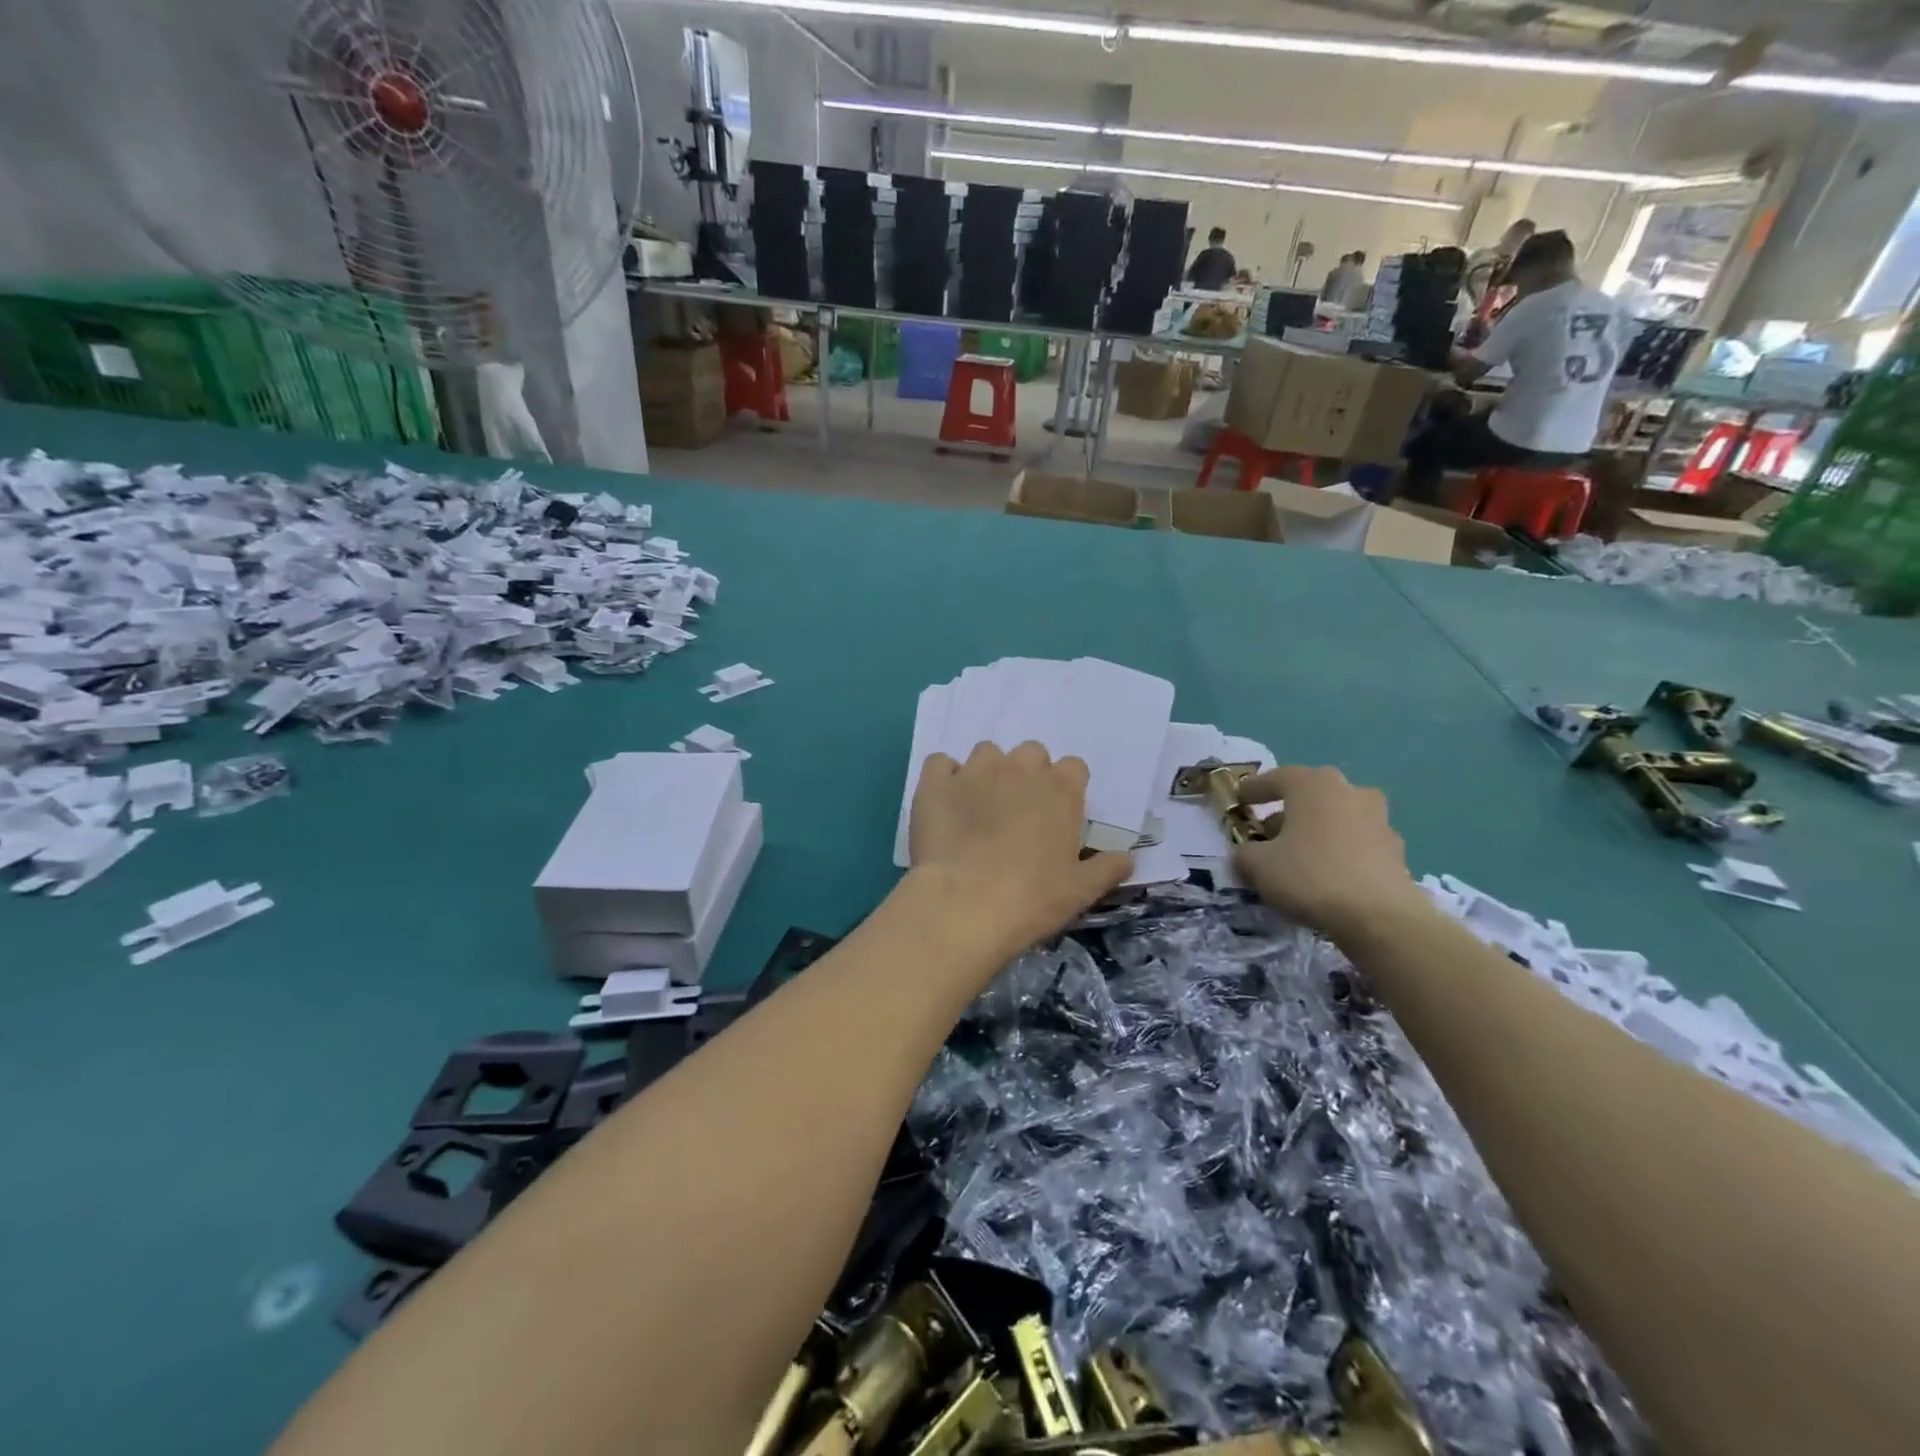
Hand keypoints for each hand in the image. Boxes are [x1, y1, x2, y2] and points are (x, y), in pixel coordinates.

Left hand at [908, 741, 1131, 959]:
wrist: (965, 904)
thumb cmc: (1032, 898)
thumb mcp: (1082, 890)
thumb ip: (1108, 868)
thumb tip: (1127, 859)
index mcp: (1060, 789)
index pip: (1073, 767)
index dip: (1066, 789)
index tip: (1057, 816)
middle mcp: (1020, 768)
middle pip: (1031, 753)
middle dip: (1027, 775)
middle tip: (1018, 813)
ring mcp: (975, 770)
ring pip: (986, 753)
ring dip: (987, 773)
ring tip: (978, 808)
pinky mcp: (935, 782)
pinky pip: (940, 763)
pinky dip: (943, 778)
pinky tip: (944, 804)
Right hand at [1231, 765, 1423, 938]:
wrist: (1381, 918)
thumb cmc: (1310, 876)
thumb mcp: (1258, 866)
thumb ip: (1245, 854)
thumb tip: (1248, 854)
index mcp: (1313, 785)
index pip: (1276, 778)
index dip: (1254, 789)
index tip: (1239, 800)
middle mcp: (1349, 792)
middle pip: (1311, 795)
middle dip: (1289, 810)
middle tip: (1270, 831)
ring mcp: (1378, 819)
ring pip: (1337, 817)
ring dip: (1317, 830)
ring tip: (1298, 856)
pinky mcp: (1395, 850)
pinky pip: (1357, 842)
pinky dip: (1339, 851)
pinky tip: (1327, 875)